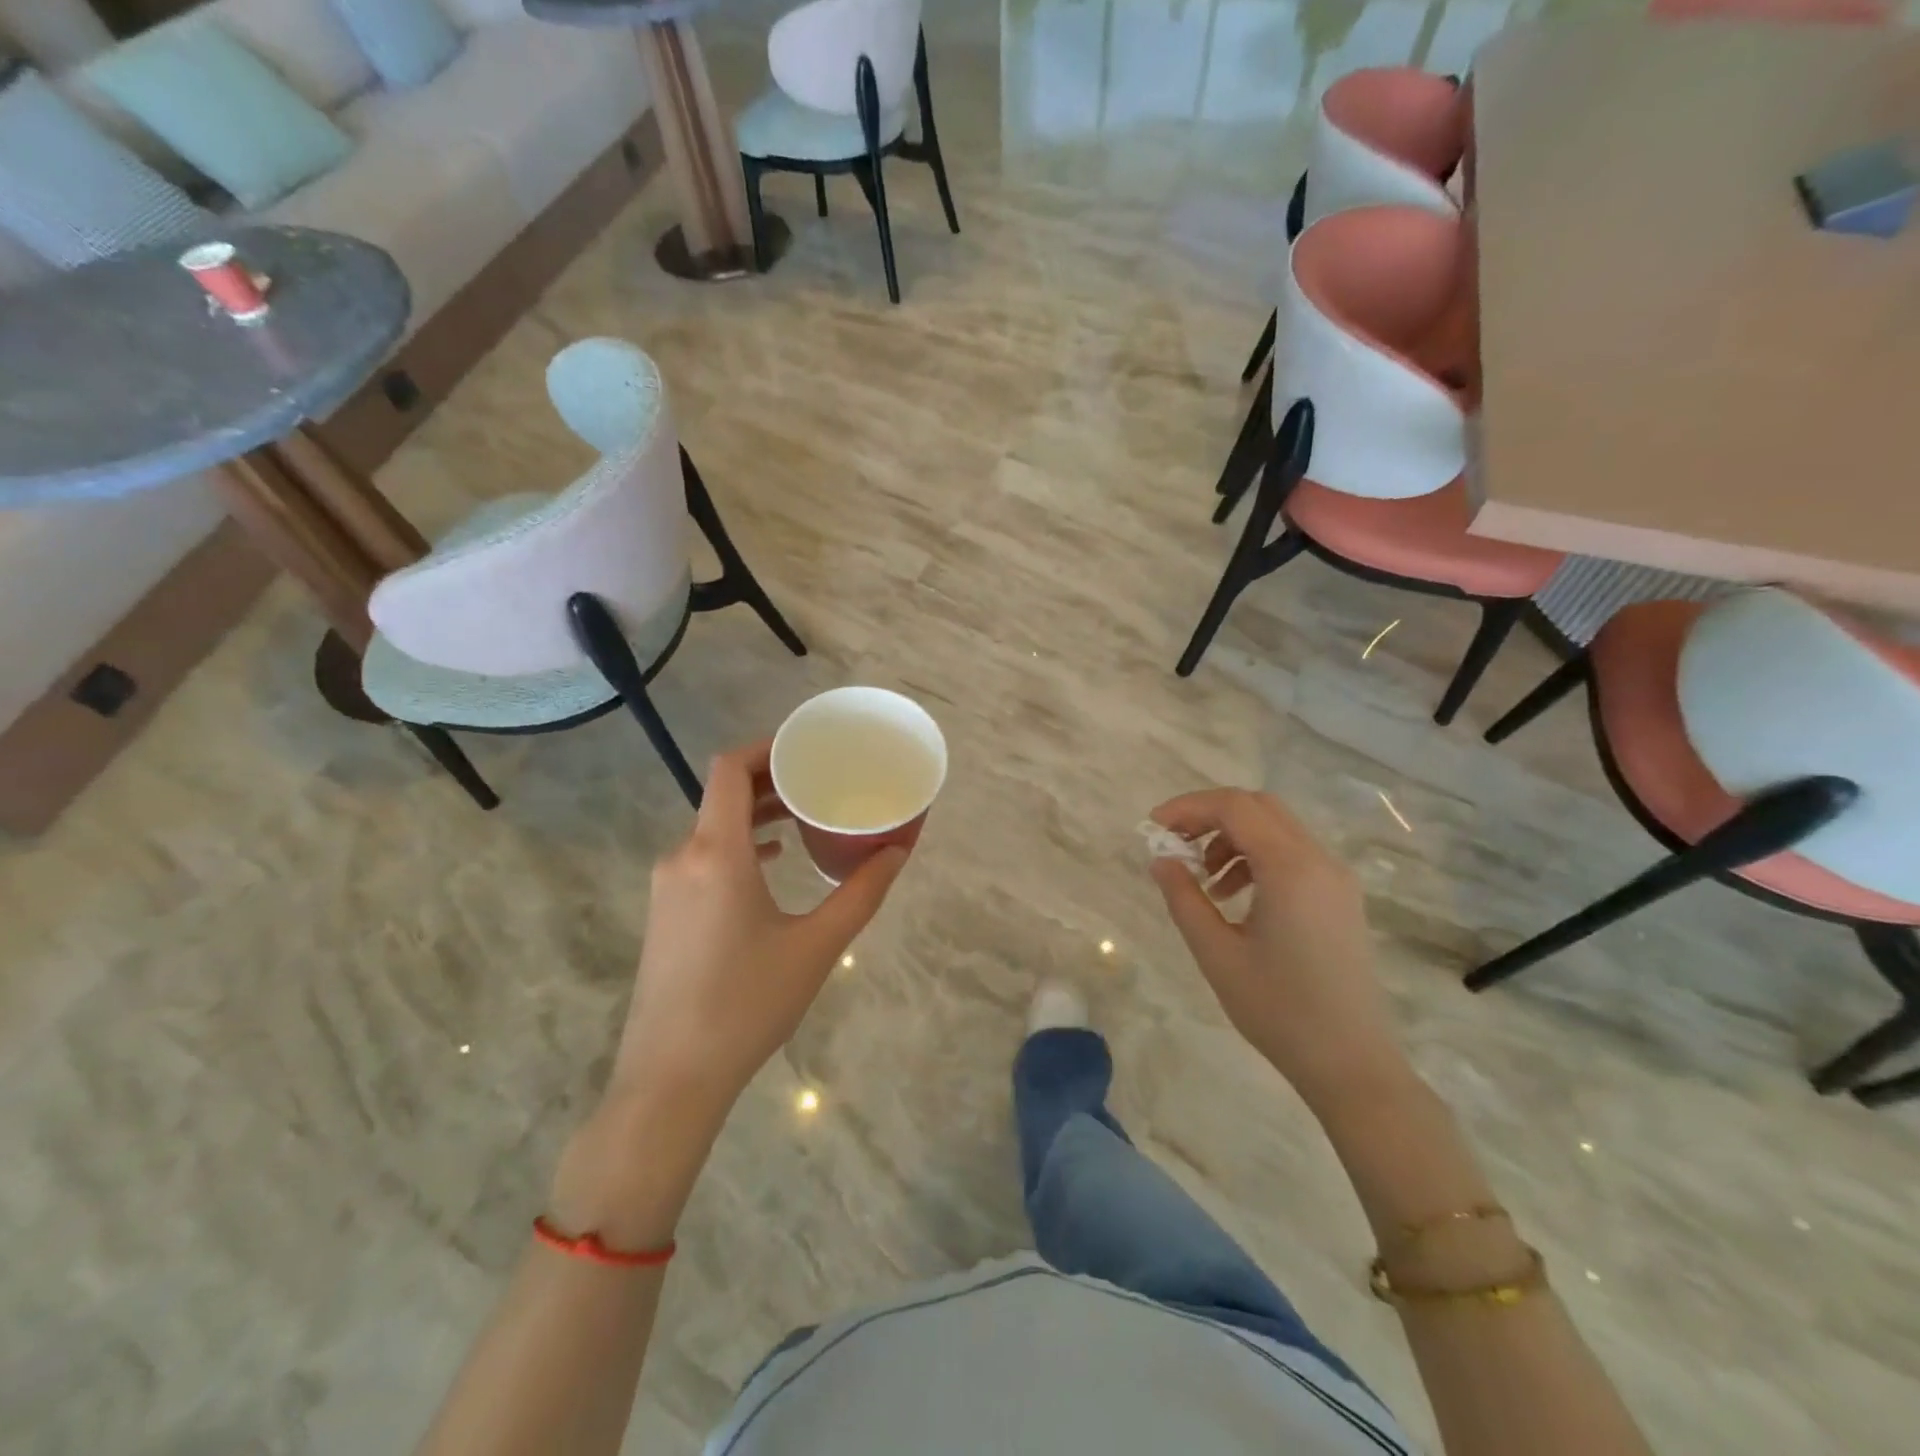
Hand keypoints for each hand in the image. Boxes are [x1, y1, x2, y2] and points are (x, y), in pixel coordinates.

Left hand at [608, 740, 909, 1125]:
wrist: (671, 1078)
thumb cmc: (747, 1003)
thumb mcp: (817, 946)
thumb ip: (862, 892)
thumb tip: (899, 851)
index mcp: (716, 853)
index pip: (729, 769)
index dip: (766, 747)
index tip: (806, 748)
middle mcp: (683, 857)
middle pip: (722, 794)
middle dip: (771, 780)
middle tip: (820, 781)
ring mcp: (668, 886)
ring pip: (713, 827)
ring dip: (756, 814)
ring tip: (803, 817)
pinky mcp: (665, 912)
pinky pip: (703, 856)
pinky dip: (739, 845)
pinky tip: (771, 863)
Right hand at [1148, 789, 1408, 1109]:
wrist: (1351, 1063)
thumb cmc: (1278, 1010)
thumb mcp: (1217, 953)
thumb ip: (1184, 898)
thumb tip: (1161, 860)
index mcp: (1291, 869)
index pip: (1234, 807)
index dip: (1188, 807)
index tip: (1153, 827)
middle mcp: (1320, 860)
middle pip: (1258, 807)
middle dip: (1209, 815)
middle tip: (1174, 842)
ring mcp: (1336, 878)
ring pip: (1276, 827)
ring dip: (1232, 836)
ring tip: (1203, 879)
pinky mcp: (1340, 896)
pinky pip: (1293, 853)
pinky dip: (1256, 856)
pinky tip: (1233, 895)